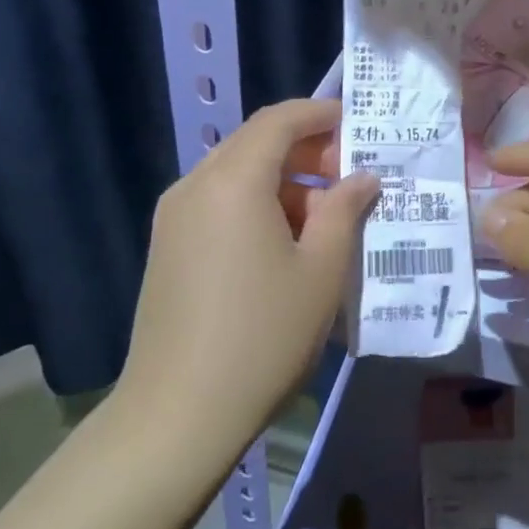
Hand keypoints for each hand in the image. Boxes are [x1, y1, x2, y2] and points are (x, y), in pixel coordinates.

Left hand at [119, 99, 377, 473]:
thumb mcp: (321, 271)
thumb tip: (362, 178)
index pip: (279, 120)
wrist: (178, 414)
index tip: (355, 123)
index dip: (319, 114)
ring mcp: (173, 217)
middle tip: (349, 177)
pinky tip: (284, 243)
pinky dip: (255, 204)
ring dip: (282, 181)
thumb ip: (344, 211)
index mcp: (233, 181)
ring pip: (236, 174)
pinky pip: (217, 203)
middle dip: (305, 150)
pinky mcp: (166, 247)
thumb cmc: (263, 336)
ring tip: (324, 218)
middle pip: (254, 143)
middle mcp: (195, 185)